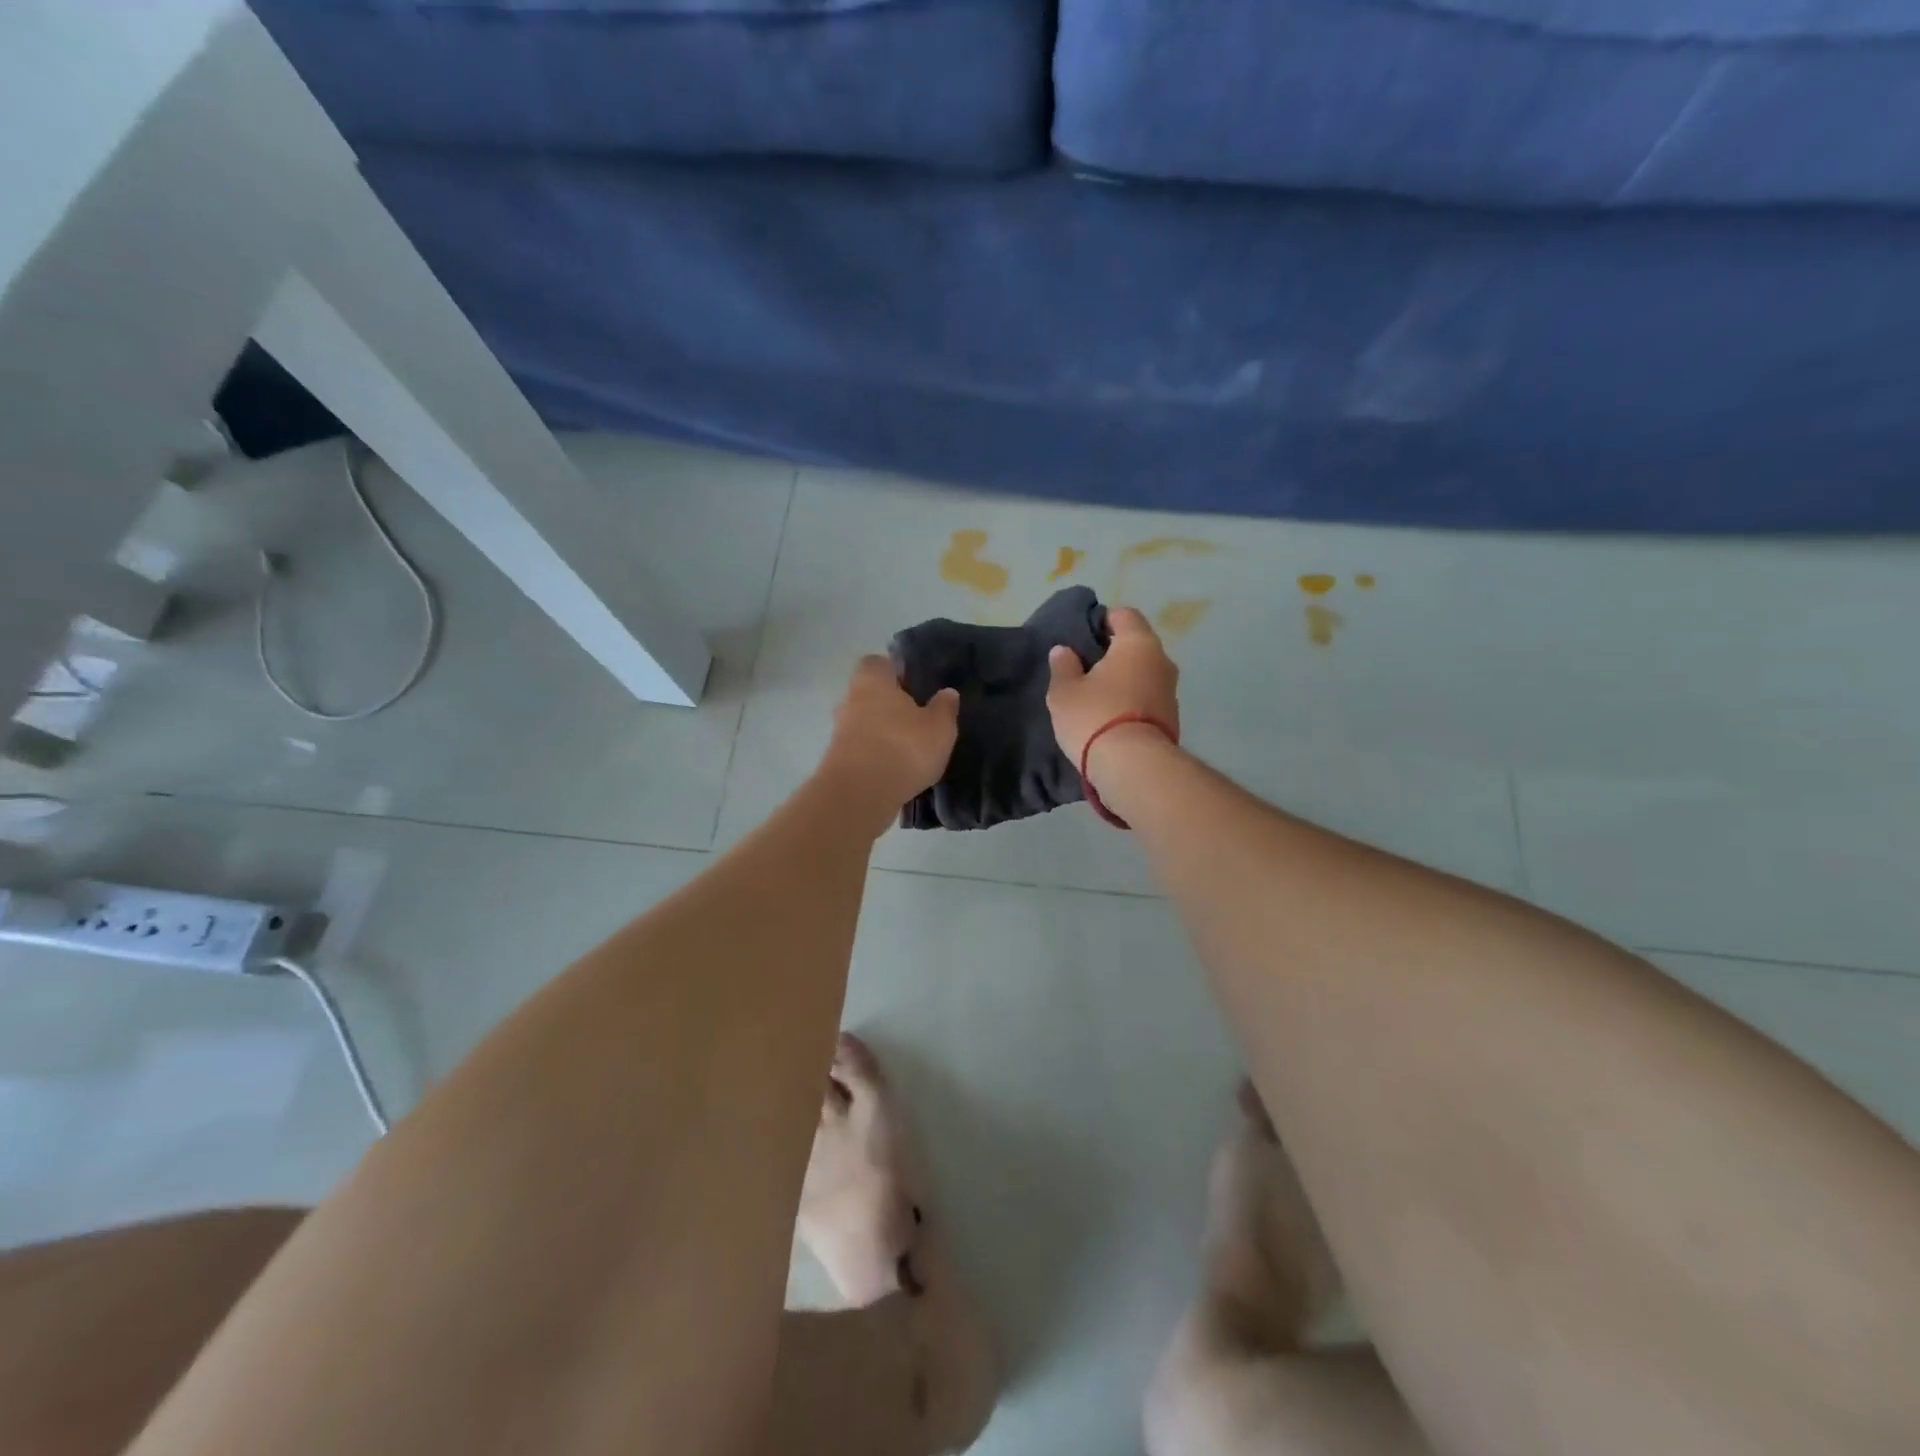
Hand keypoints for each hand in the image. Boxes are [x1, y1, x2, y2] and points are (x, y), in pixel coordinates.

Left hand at [821, 656, 959, 830]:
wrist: (860, 794)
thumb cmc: (903, 747)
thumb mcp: (939, 728)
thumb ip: (944, 708)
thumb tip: (947, 693)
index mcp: (872, 680)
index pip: (878, 662)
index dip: (896, 671)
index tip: (916, 685)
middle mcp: (850, 699)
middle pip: (870, 693)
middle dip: (890, 704)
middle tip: (917, 717)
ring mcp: (840, 731)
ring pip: (865, 723)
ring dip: (883, 732)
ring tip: (910, 746)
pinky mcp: (837, 760)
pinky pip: (862, 749)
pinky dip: (876, 755)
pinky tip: (897, 768)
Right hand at [1047, 607, 1180, 766]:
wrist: (1134, 767)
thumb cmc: (1095, 717)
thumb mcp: (1064, 692)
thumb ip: (1063, 666)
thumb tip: (1063, 651)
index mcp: (1138, 643)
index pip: (1125, 615)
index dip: (1103, 620)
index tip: (1083, 637)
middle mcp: (1162, 660)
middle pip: (1137, 645)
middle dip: (1114, 653)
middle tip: (1085, 668)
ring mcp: (1171, 691)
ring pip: (1144, 674)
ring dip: (1124, 680)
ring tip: (1097, 696)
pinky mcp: (1172, 719)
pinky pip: (1148, 699)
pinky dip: (1132, 702)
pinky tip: (1111, 718)